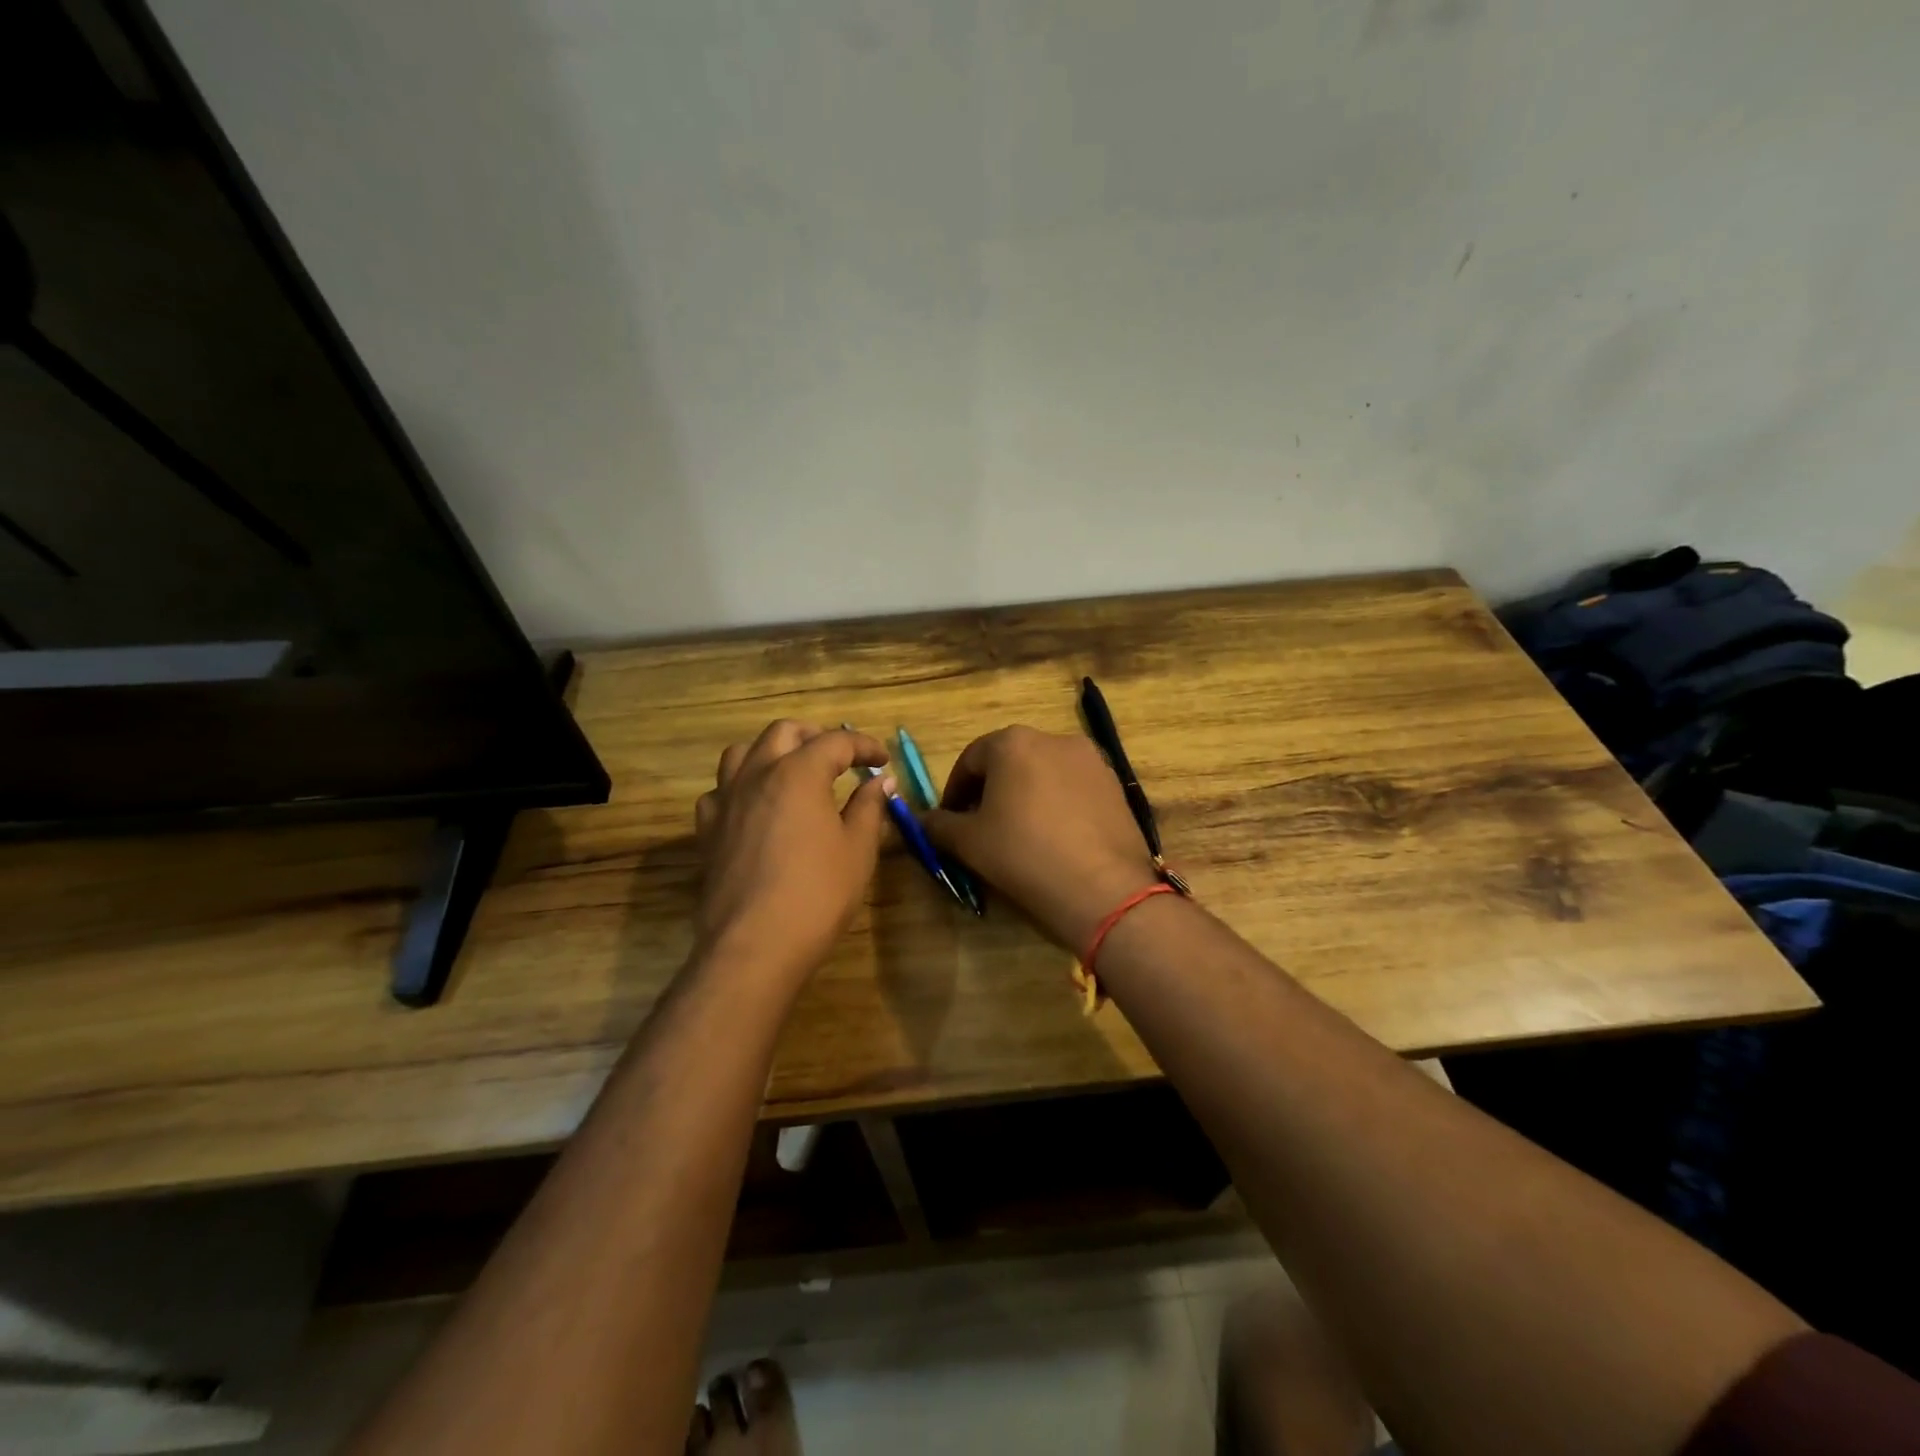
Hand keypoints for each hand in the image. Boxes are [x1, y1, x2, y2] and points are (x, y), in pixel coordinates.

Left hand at [694, 721, 891, 985]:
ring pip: (742, 753)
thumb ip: (869, 807)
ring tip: (792, 773)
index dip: (864, 746)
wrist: (754, 945)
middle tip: (839, 759)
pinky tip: (756, 809)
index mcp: (798, 773)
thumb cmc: (817, 894)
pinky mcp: (707, 830)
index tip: (882, 761)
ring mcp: (726, 801)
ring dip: (771, 753)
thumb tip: (880, 782)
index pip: (836, 742)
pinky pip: (720, 791)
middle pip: (783, 732)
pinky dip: (742, 787)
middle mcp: (757, 774)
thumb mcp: (858, 850)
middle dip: (815, 737)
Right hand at [922, 727, 1160, 951]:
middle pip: (1009, 761)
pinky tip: (1056, 838)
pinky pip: (1074, 788)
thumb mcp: (969, 842)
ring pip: (1044, 772)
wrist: (1102, 888)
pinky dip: (1057, 804)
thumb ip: (939, 825)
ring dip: (1025, 795)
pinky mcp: (1116, 785)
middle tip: (982, 827)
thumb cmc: (1023, 855)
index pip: (970, 760)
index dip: (954, 791)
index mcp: (1013, 742)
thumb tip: (921, 820)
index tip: (950, 821)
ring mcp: (1091, 760)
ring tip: (1020, 834)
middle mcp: (1054, 738)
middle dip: (991, 790)